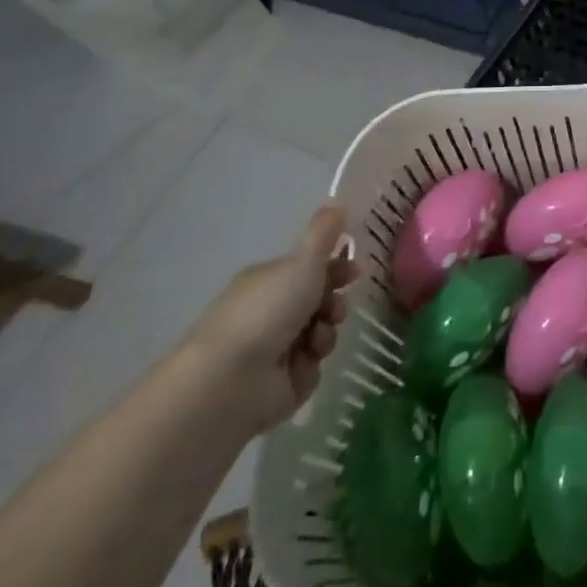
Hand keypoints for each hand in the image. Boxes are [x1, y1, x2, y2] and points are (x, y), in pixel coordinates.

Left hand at [185, 204, 357, 435]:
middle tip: (336, 307)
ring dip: (327, 331)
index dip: (335, 268)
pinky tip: (304, 361)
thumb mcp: (302, 263)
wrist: (231, 380)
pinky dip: (313, 362)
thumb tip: (336, 203)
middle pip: (319, 301)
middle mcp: (270, 312)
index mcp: (268, 281)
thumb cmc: (267, 311)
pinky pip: (313, 365)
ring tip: (317, 338)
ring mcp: (275, 349)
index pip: (310, 269)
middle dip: (335, 302)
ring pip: (321, 332)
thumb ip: (324, 234)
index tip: (354, 271)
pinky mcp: (282, 383)